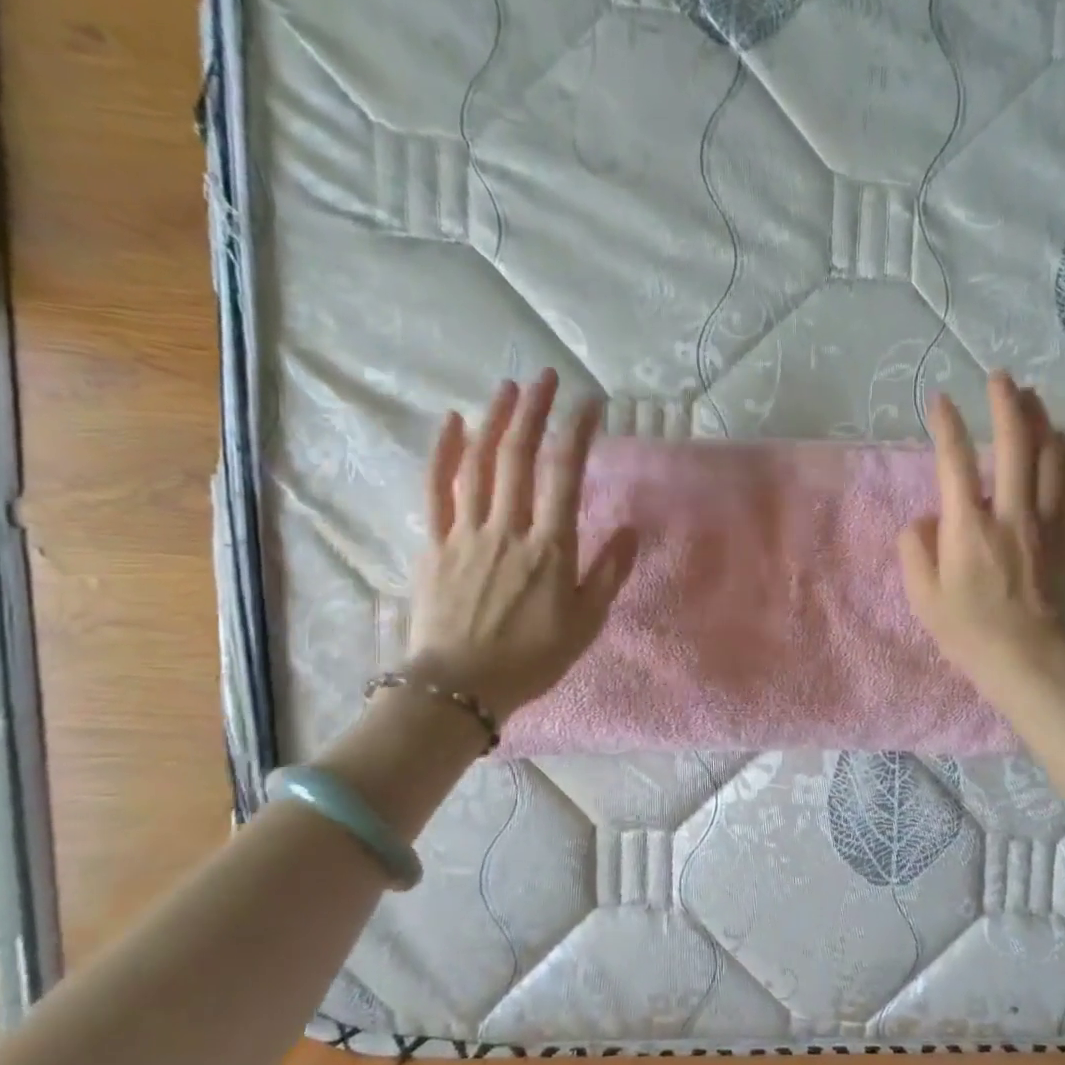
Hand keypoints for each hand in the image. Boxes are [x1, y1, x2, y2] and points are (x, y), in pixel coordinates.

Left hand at [408, 370, 636, 719]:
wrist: (460, 689)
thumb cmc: (531, 659)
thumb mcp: (585, 623)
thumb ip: (608, 573)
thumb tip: (630, 530)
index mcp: (549, 548)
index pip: (565, 476)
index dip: (577, 433)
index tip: (590, 403)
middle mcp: (507, 529)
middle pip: (519, 457)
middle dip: (534, 411)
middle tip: (546, 376)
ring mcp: (466, 533)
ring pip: (479, 464)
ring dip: (494, 421)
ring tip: (508, 388)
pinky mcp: (434, 544)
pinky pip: (436, 490)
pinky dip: (443, 453)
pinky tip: (453, 423)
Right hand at [898, 372, 1064, 692]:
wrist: (1038, 664)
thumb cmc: (973, 636)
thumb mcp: (924, 600)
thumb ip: (915, 552)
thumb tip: (924, 520)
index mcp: (968, 528)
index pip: (953, 462)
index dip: (945, 425)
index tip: (939, 400)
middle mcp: (1012, 513)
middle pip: (1013, 443)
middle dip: (1005, 403)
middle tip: (1000, 377)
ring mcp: (1051, 523)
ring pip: (1053, 455)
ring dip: (1042, 421)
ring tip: (1033, 401)